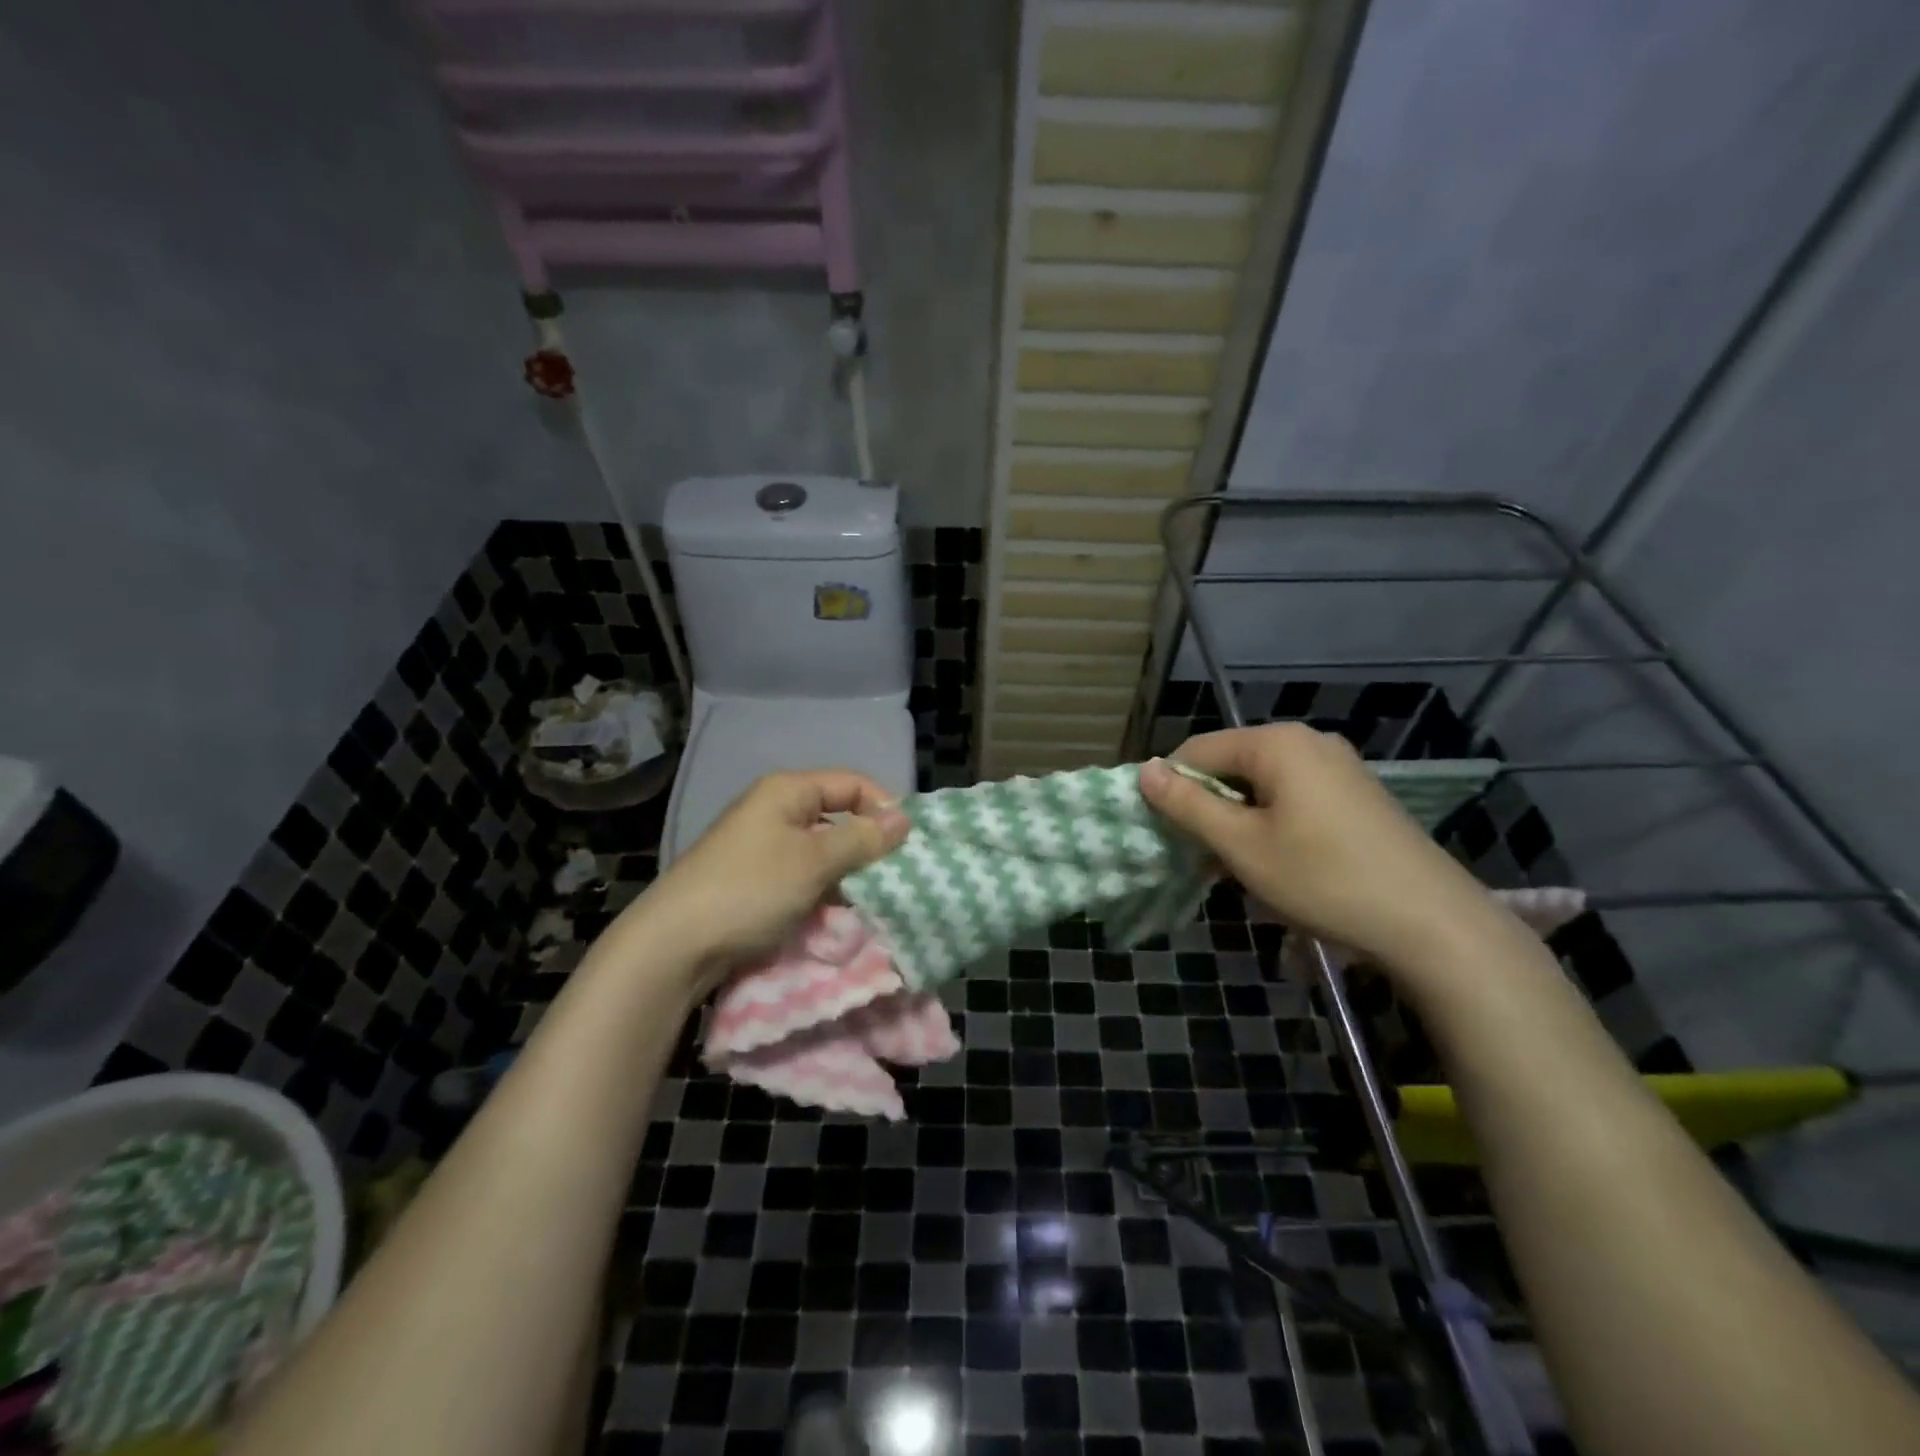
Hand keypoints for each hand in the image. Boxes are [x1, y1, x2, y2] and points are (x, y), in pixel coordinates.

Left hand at [634, 770, 910, 994]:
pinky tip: (837, 917)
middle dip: (867, 846)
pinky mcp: (755, 881)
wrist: (675, 945)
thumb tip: (904, 819)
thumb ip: (862, 839)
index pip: (851, 784)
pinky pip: (803, 877)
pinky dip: (823, 892)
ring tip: (869, 902)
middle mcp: (774, 811)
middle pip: (837, 817)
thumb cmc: (750, 890)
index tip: (907, 844)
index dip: (883, 807)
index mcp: (787, 792)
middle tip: (894, 877)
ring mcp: (762, 847)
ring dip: (847, 875)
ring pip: (822, 852)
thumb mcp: (815, 862)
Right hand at [1138, 724, 1499, 975]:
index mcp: (1277, 743)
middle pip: (1232, 766)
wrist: (1432, 924)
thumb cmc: (1324, 878)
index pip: (1198, 750)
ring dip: (1238, 822)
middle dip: (1208, 809)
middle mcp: (1309, 742)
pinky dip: (1272, 826)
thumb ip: (1188, 806)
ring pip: (1262, 786)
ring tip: (1237, 869)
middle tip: (1200, 857)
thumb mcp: (1242, 845)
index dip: (1171, 788)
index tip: (1162, 832)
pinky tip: (1278, 866)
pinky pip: (1294, 799)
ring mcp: (1339, 768)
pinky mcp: (1358, 796)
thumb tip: (1145, 771)